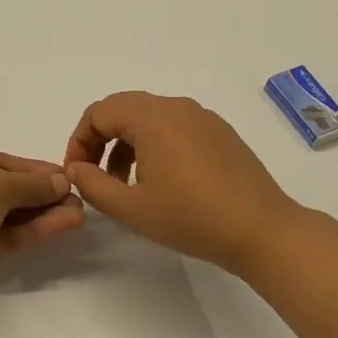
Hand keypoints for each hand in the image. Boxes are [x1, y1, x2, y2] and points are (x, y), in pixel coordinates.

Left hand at [0, 145, 84, 316]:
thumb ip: (32, 183)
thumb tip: (62, 180)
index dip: (33, 168)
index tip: (67, 175)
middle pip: (4, 187)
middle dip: (42, 194)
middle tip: (78, 199)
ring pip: (6, 214)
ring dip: (42, 213)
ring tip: (78, 215)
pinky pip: (4, 235)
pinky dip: (31, 230)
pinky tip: (63, 226)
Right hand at [64, 91, 303, 275]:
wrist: (261, 230)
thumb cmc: (191, 217)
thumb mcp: (131, 208)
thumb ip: (92, 185)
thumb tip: (76, 168)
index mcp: (152, 117)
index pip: (99, 112)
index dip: (79, 141)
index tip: (77, 174)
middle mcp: (177, 107)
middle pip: (123, 109)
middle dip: (100, 140)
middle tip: (94, 176)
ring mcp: (203, 118)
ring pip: (149, 118)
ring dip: (127, 145)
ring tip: (125, 184)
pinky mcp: (220, 133)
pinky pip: (175, 127)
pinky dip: (154, 146)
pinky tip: (161, 182)